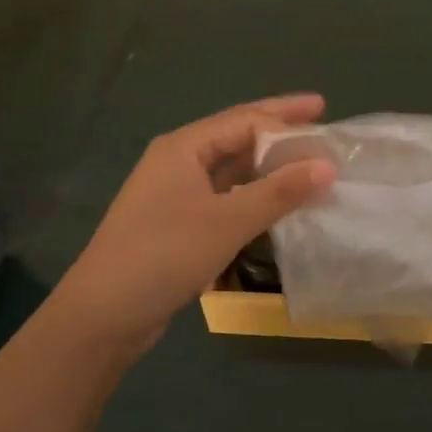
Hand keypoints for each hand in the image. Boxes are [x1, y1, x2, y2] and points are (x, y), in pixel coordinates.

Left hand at [44, 94, 336, 361]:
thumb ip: (279, 192)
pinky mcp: (178, 222)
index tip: (326, 116)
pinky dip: (253, 193)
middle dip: (278, 127)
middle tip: (319, 116)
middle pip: (237, 136)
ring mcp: (175, 193)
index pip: (244, 120)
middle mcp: (178, 161)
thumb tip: (328, 165)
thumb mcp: (227, 221)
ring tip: (306, 159)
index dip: (286, 116)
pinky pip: (225, 195)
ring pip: (231, 167)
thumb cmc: (164, 255)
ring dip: (268, 163)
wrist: (103, 315)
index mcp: (183, 147)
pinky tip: (277, 200)